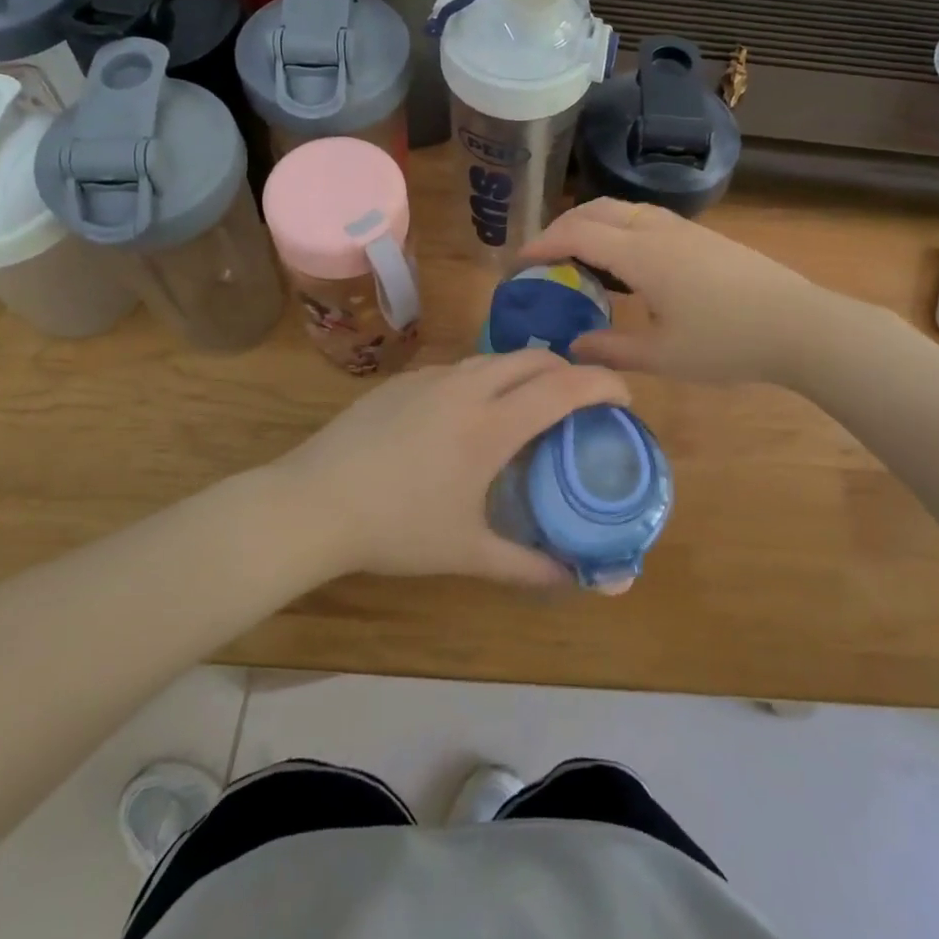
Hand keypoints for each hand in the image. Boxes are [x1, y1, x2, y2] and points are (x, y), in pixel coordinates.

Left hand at [277, 351, 629, 586]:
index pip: (564, 387)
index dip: (604, 385)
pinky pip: (460, 368)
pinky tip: (469, 415)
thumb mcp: (467, 553)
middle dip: (568, 371)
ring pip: (495, 358)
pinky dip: (485, 379)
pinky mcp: (403, 379)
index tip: (624, 398)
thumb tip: (575, 580)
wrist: (313, 502)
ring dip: (525, 372)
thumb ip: (527, 566)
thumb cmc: (396, 529)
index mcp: (491, 424)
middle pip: (535, 359)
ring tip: (529, 407)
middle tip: (580, 404)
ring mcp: (431, 377)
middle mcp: (467, 387)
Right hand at [520, 199, 823, 385]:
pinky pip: (645, 219)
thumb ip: (611, 349)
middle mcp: (658, 230)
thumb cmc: (728, 343)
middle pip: (597, 210)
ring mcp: (684, 230)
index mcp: (642, 254)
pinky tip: (624, 261)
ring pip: (624, 209)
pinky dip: (618, 228)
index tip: (519, 263)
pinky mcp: (703, 237)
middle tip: (543, 256)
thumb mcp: (663, 357)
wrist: (799, 325)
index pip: (577, 234)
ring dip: (592, 223)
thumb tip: (572, 347)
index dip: (543, 244)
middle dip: (562, 226)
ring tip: (578, 256)